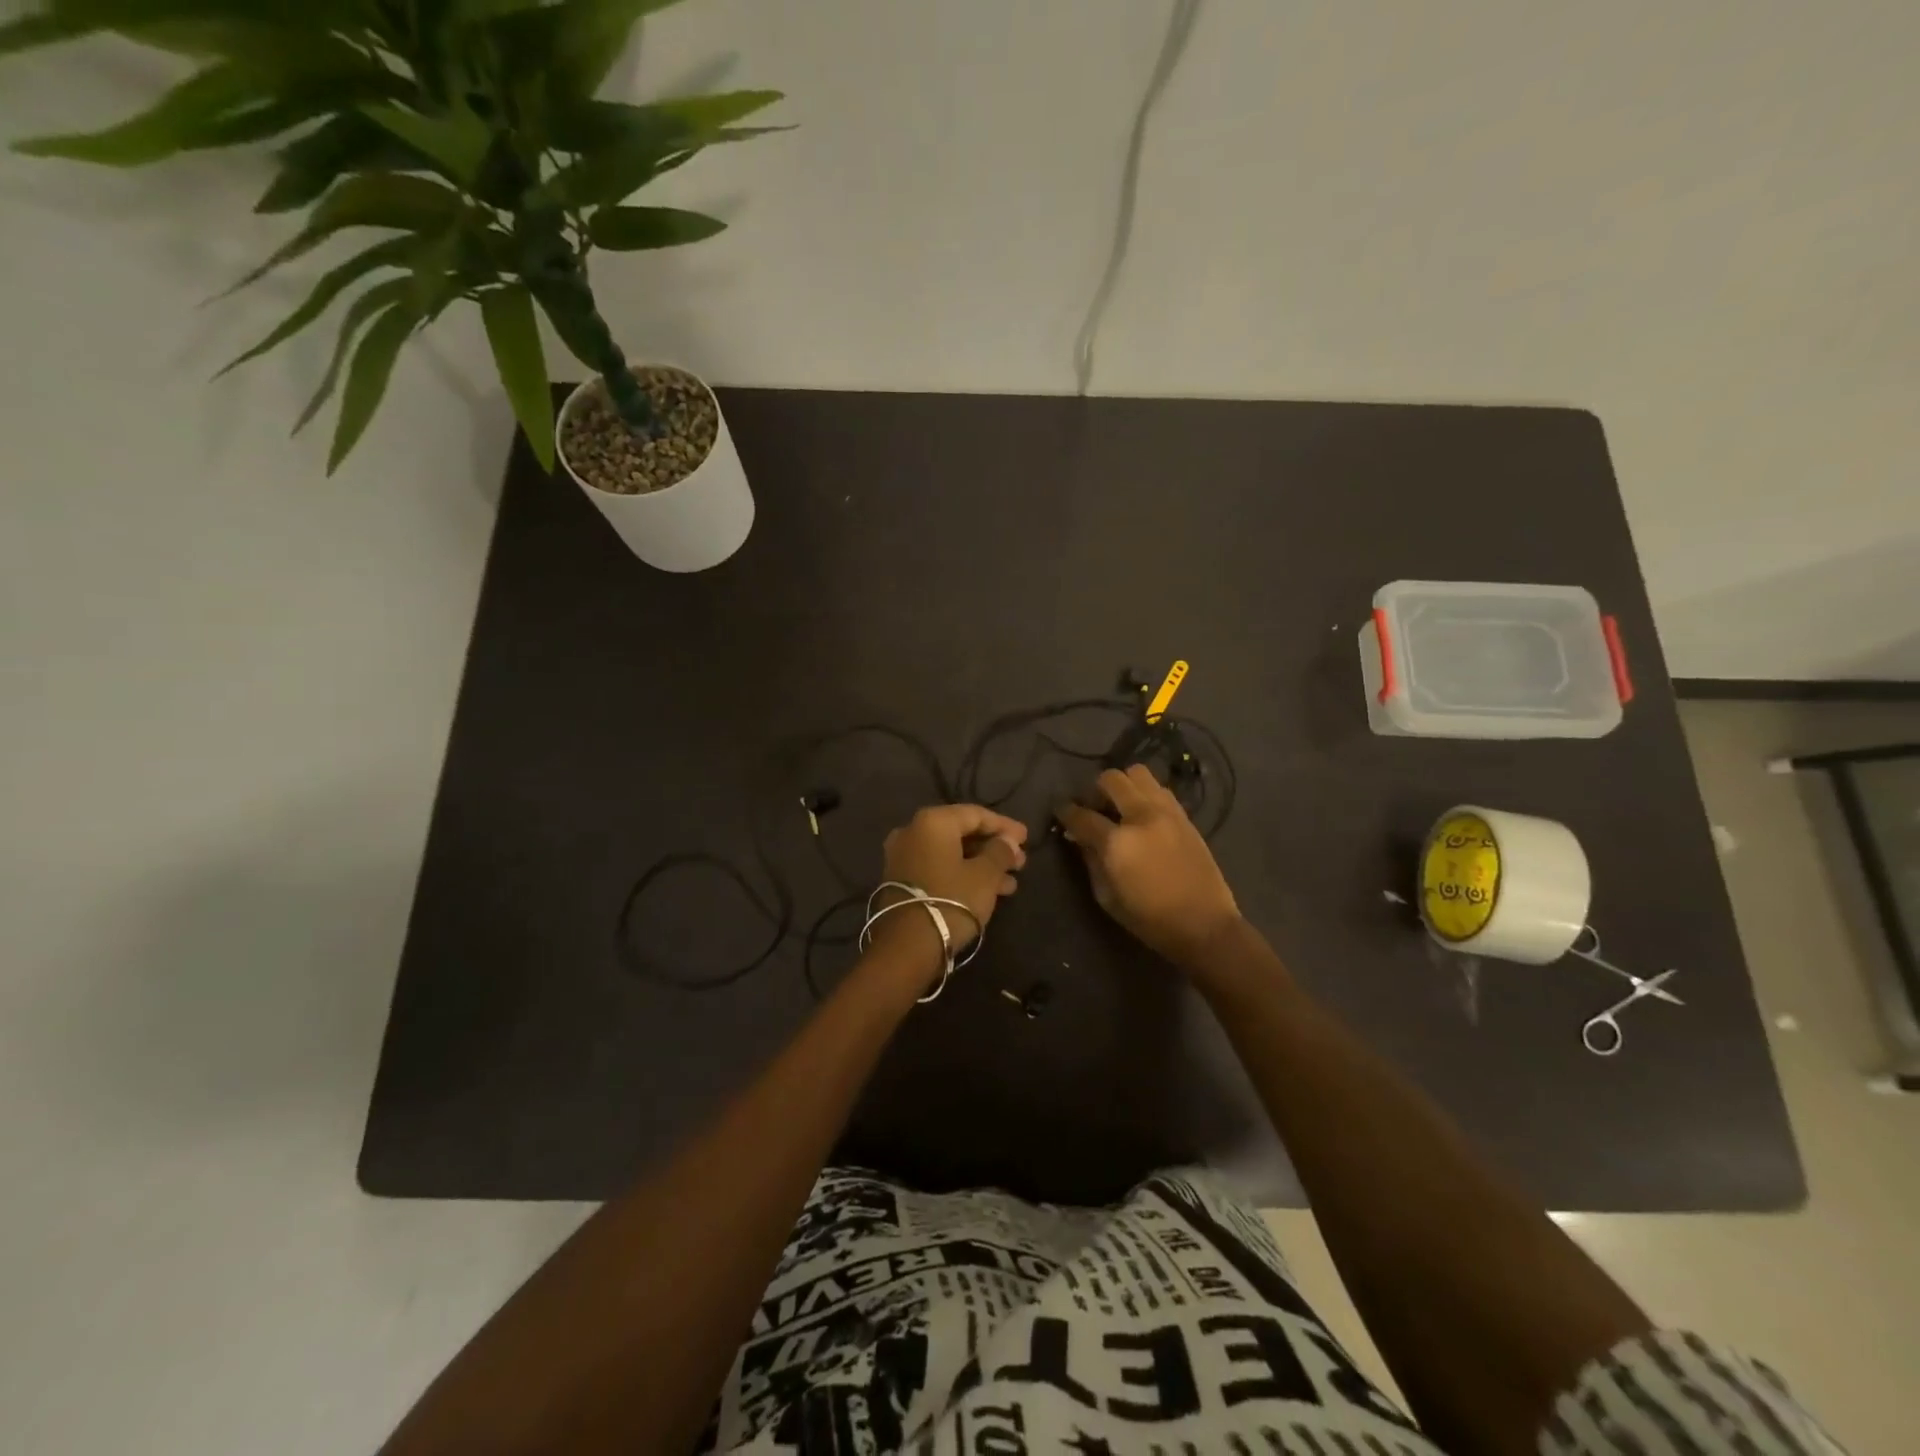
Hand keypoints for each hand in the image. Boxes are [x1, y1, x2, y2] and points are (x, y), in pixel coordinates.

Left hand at [869, 804, 1028, 982]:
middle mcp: (913, 831)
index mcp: (933, 822)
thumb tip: (1008, 841)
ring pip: (951, 853)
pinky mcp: (901, 880)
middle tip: (1020, 862)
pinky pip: (939, 868)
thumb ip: (1000, 852)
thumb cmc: (951, 901)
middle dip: (993, 847)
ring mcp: (903, 856)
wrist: (906, 947)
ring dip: (982, 865)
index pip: (976, 814)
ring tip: (1010, 883)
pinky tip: (989, 892)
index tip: (1027, 838)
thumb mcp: (985, 876)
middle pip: (962, 833)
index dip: (1005, 825)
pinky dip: (963, 874)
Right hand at [1055, 765, 1241, 969]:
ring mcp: (1166, 812)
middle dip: (1094, 790)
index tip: (1061, 812)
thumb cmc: (1149, 919)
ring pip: (1138, 773)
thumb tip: (1078, 837)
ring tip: (1120, 805)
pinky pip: (1159, 789)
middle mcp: (1141, 817)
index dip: (1065, 812)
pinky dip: (1145, 793)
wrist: (1204, 925)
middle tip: (1094, 808)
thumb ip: (1089, 860)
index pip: (1082, 815)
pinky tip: (1143, 814)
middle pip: (1111, 780)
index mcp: (1118, 842)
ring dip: (1123, 785)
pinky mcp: (1185, 816)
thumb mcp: (1107, 897)